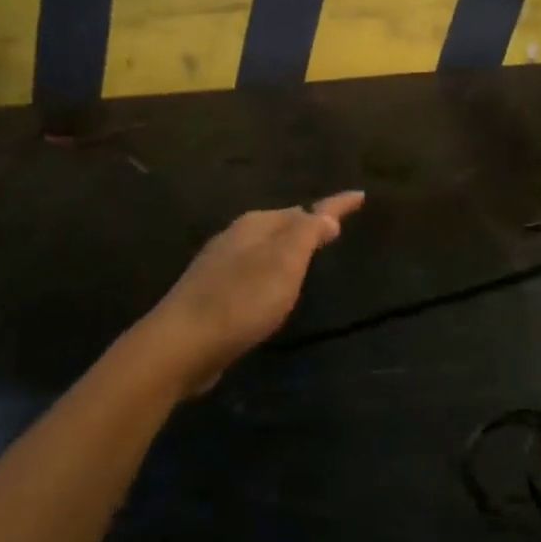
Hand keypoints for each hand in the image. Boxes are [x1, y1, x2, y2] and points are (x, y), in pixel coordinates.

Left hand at [136, 193, 364, 394]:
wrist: (180, 345)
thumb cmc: (241, 300)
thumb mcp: (284, 263)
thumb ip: (307, 234)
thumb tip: (326, 214)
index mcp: (256, 225)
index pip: (306, 209)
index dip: (336, 205)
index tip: (360, 195)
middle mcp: (236, 237)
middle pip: (282, 224)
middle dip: (307, 223)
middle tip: (333, 226)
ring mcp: (220, 265)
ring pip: (265, 247)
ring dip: (288, 247)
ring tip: (308, 254)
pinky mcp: (211, 294)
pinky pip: (252, 271)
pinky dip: (271, 270)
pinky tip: (272, 287)